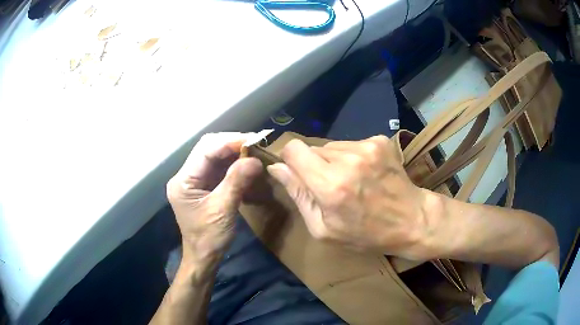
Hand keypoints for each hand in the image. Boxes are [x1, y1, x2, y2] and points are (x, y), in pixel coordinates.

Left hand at [167, 133, 261, 271]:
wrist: (203, 257)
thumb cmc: (208, 239)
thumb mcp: (223, 211)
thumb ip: (236, 182)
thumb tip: (255, 160)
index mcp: (183, 181)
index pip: (205, 150)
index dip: (229, 142)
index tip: (253, 140)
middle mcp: (186, 175)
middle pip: (208, 148)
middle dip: (232, 144)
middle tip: (256, 144)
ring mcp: (194, 179)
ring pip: (215, 156)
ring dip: (235, 153)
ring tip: (255, 152)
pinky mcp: (204, 185)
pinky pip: (219, 168)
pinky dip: (234, 165)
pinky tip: (247, 165)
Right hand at [267, 135, 438, 258]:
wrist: (411, 220)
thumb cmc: (366, 234)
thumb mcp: (324, 229)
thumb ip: (298, 195)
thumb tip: (276, 168)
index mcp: (330, 185)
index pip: (294, 149)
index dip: (290, 160)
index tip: (297, 173)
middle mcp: (348, 159)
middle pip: (313, 148)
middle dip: (315, 165)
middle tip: (331, 187)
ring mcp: (367, 146)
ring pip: (332, 146)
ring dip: (334, 161)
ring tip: (352, 181)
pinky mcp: (380, 140)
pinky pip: (351, 144)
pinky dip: (352, 157)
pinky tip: (366, 174)